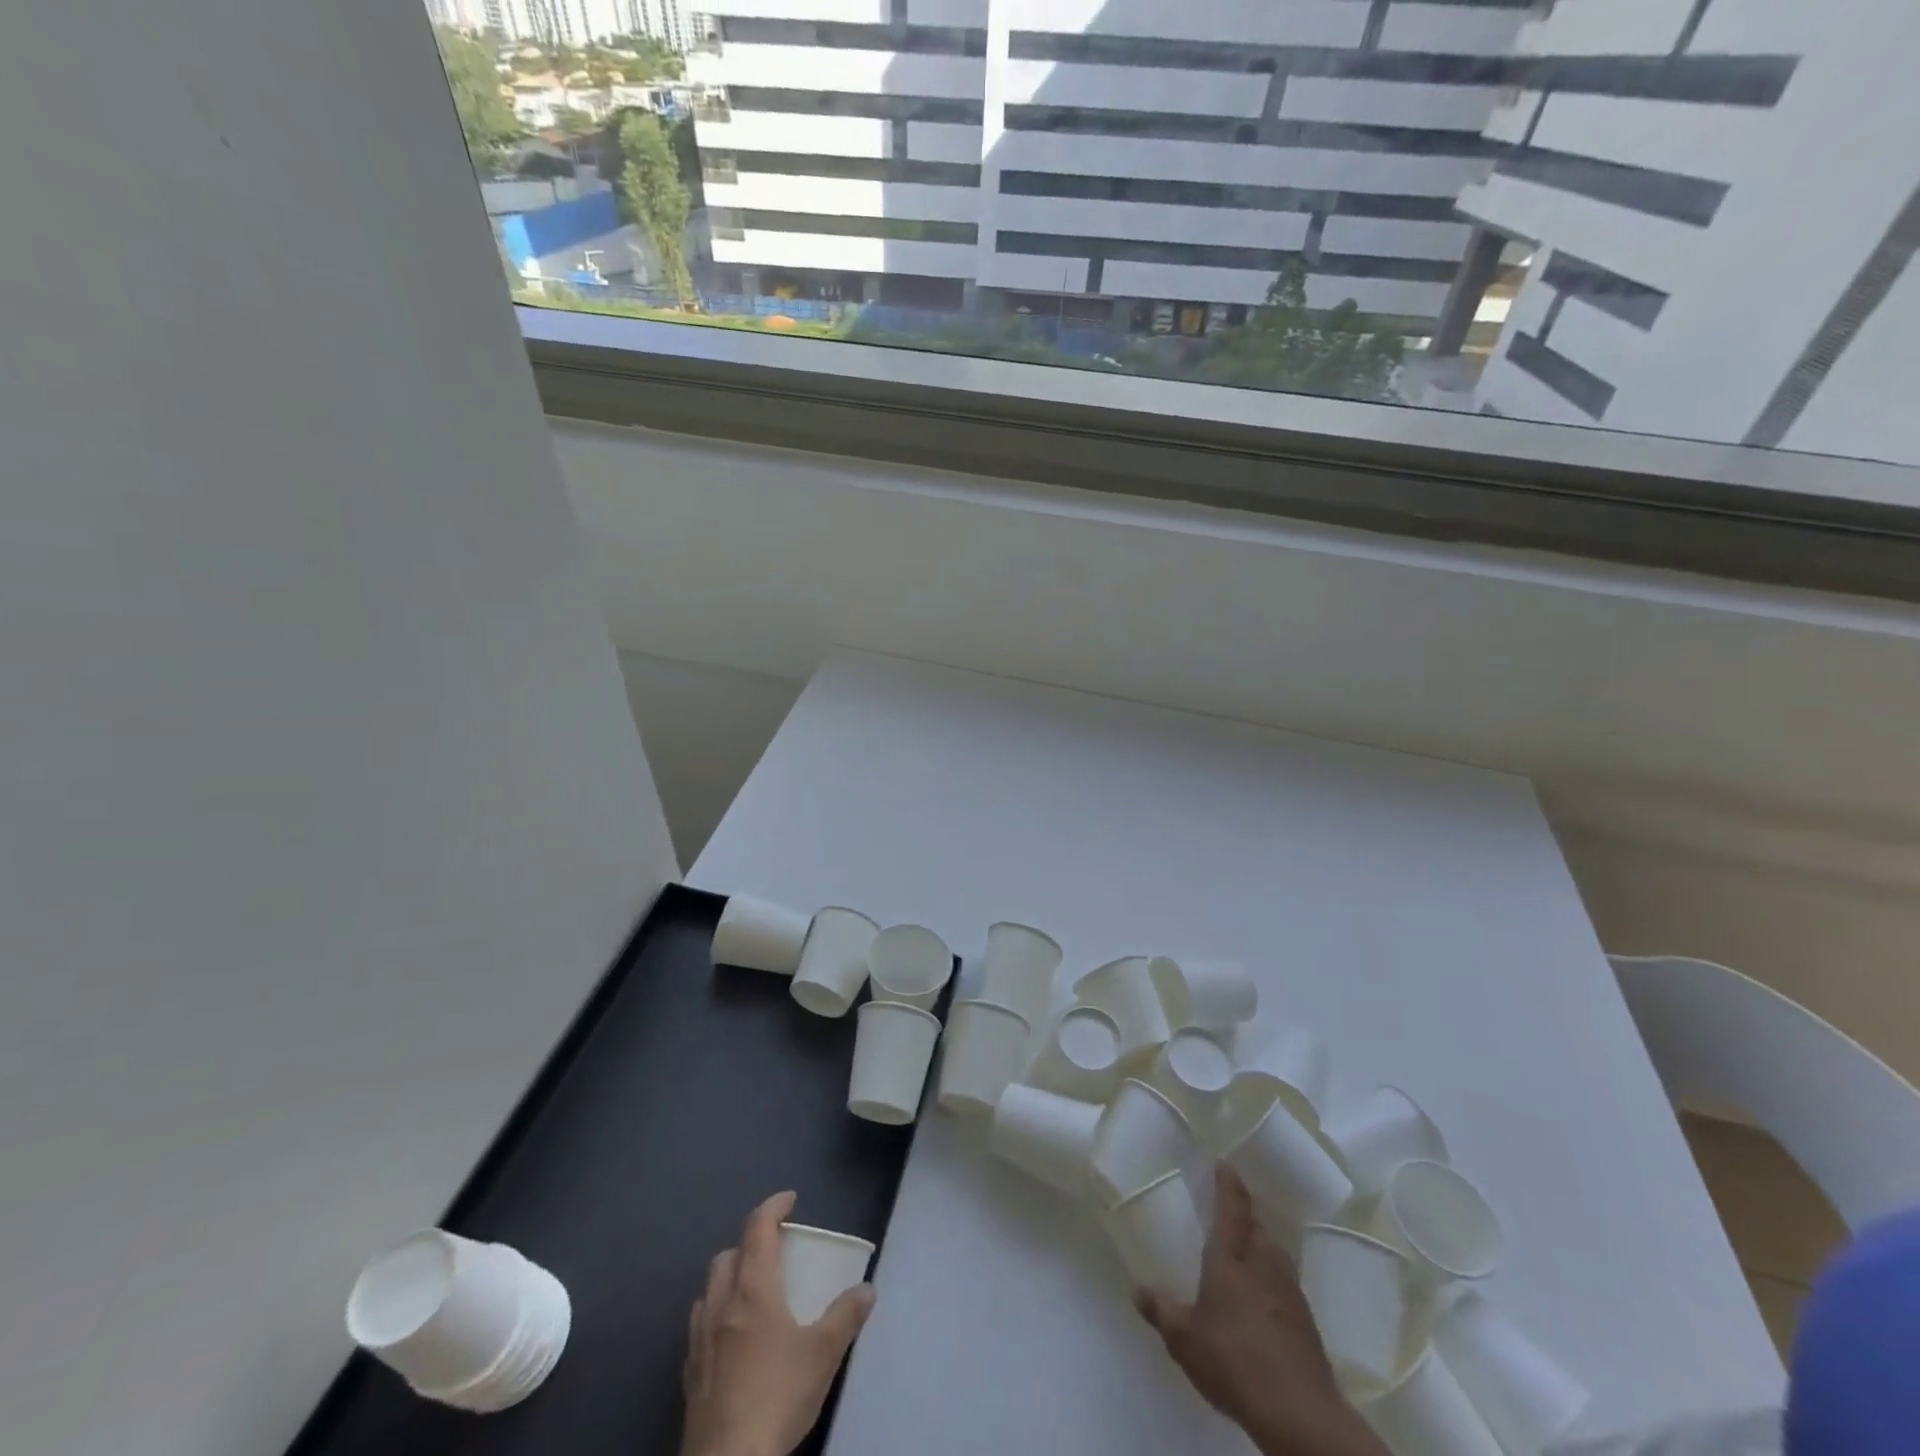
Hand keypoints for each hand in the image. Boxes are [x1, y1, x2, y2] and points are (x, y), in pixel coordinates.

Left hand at [680, 1190, 875, 1455]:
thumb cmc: (777, 1394)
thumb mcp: (823, 1353)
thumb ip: (846, 1316)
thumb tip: (867, 1289)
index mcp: (752, 1287)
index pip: (758, 1227)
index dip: (774, 1206)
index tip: (791, 1200)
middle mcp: (721, 1303)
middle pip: (728, 1254)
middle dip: (750, 1243)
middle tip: (775, 1252)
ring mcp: (699, 1338)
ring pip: (709, 1289)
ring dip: (730, 1278)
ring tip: (753, 1291)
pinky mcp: (689, 1372)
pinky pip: (699, 1325)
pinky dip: (716, 1314)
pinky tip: (731, 1336)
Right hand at [1136, 1165, 1388, 1455]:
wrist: (1299, 1412)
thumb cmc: (1233, 1360)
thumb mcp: (1184, 1339)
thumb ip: (1161, 1311)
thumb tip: (1137, 1290)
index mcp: (1232, 1256)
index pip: (1232, 1206)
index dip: (1228, 1183)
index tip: (1225, 1164)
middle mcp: (1263, 1262)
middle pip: (1257, 1226)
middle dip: (1244, 1216)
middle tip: (1229, 1213)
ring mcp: (1290, 1290)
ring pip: (1274, 1253)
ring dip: (1260, 1246)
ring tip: (1245, 1253)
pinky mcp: (1306, 1320)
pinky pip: (1285, 1283)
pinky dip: (1272, 1280)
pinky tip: (1263, 1300)